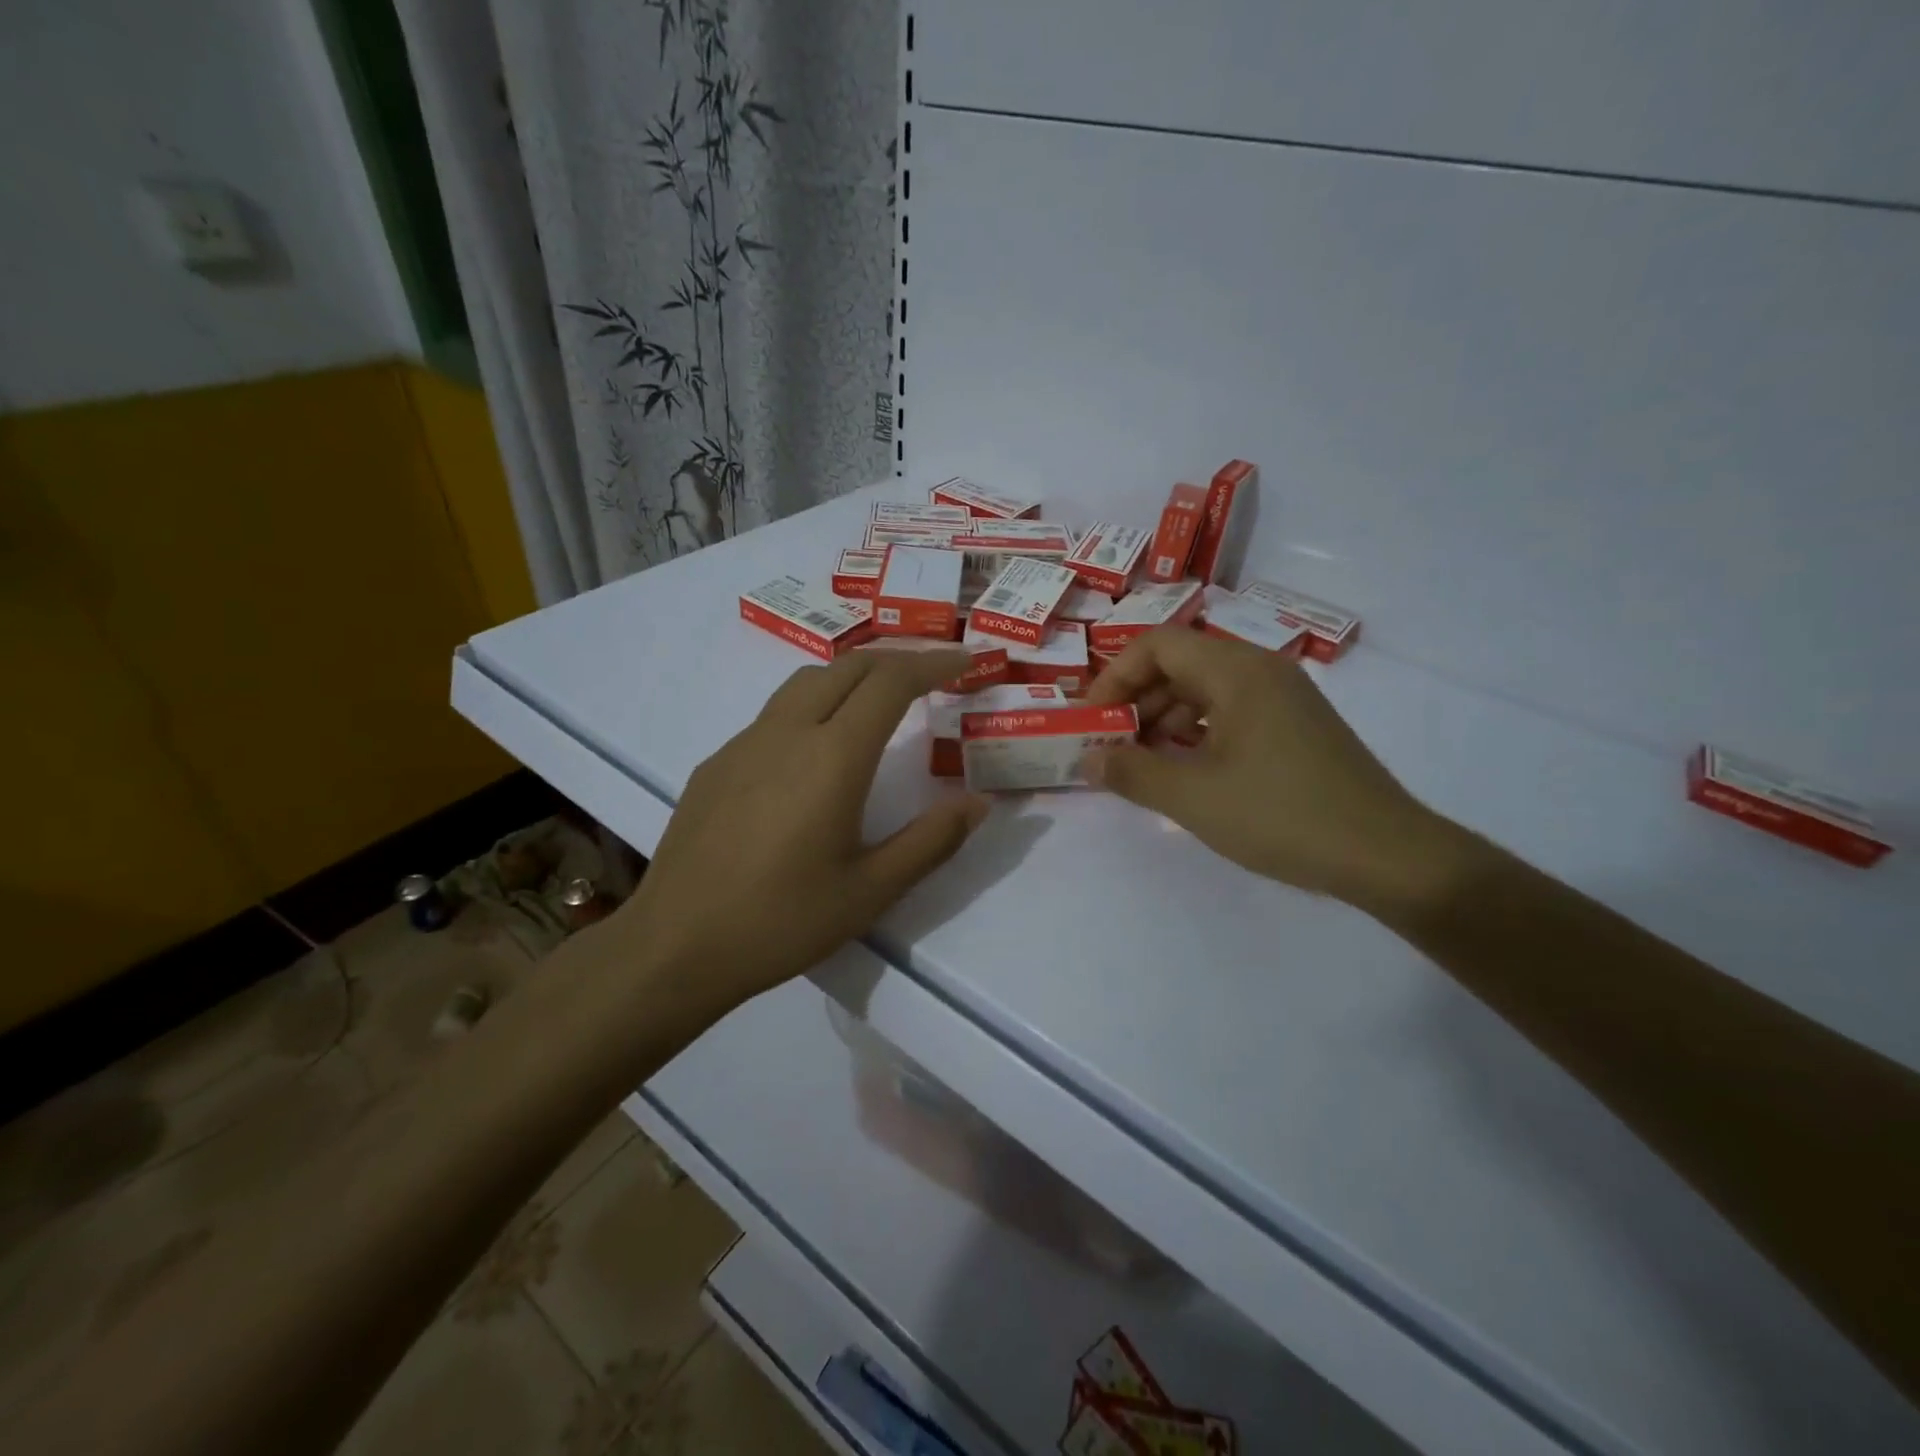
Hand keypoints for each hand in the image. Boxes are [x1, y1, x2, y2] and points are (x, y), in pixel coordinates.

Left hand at [620, 650, 989, 1017]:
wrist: (675, 946)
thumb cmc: (781, 921)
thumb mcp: (871, 891)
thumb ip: (931, 841)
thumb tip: (978, 802)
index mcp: (832, 757)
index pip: (891, 682)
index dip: (933, 664)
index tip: (965, 661)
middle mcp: (787, 733)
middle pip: (848, 666)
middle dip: (897, 660)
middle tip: (933, 675)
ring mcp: (744, 744)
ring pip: (806, 682)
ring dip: (852, 676)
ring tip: (879, 700)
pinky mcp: (716, 764)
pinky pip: (774, 714)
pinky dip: (813, 706)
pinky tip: (814, 753)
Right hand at [1084, 629, 1470, 911]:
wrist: (1386, 854)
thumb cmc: (1282, 816)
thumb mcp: (1193, 798)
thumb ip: (1131, 773)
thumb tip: (1088, 760)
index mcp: (1236, 671)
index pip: (1157, 645)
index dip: (1114, 676)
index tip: (1092, 720)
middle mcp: (1261, 670)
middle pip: (1180, 663)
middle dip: (1137, 700)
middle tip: (1111, 745)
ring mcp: (1284, 696)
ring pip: (1206, 688)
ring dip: (1165, 717)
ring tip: (1143, 762)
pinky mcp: (1297, 724)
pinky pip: (1232, 710)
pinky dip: (1198, 730)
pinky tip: (1186, 768)